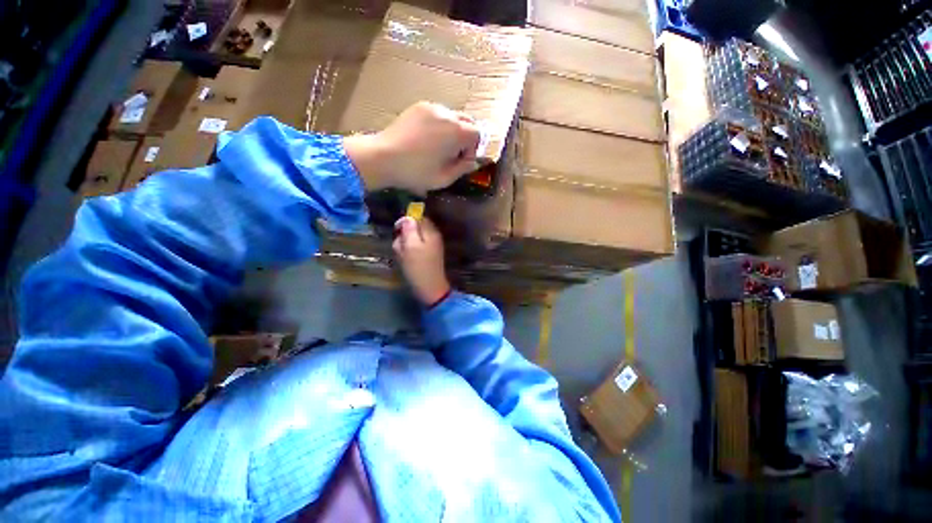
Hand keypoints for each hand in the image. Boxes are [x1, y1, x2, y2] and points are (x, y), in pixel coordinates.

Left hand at [344, 102, 481, 194]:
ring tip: (439, 147)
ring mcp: (431, 107)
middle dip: (466, 138)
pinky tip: (427, 139)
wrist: (383, 158)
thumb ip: (463, 169)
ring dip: (453, 131)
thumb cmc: (416, 172)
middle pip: (468, 122)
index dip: (473, 149)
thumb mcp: (444, 178)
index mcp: (456, 131)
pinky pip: (438, 114)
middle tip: (454, 154)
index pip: (477, 134)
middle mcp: (447, 114)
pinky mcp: (418, 107)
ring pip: (453, 117)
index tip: (462, 161)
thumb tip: (473, 162)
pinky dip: (440, 125)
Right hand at [393, 216, 450, 306]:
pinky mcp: (428, 255)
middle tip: (400, 246)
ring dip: (405, 245)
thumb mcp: (410, 246)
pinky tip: (406, 261)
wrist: (430, 288)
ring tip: (402, 255)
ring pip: (413, 239)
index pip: (417, 217)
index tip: (397, 231)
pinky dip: (408, 252)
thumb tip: (407, 218)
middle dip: (404, 235)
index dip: (406, 221)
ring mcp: (432, 246)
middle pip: (415, 228)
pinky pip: (415, 248)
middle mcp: (433, 236)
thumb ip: (409, 229)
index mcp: (430, 232)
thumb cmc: (418, 267)